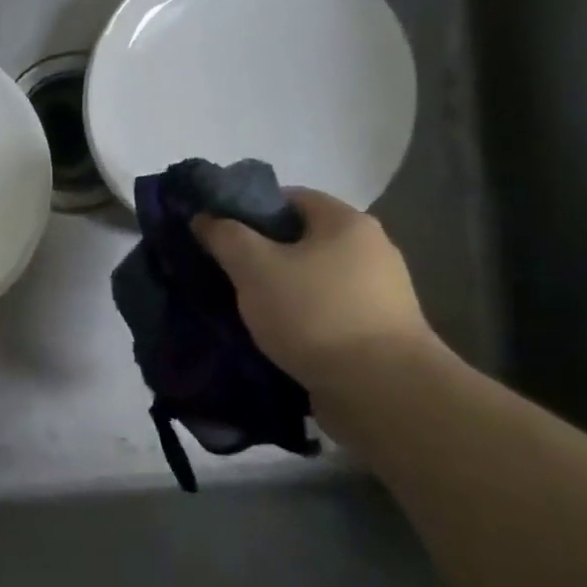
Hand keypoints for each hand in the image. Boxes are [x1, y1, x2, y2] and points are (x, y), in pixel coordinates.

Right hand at [193, 189, 438, 391]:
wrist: (381, 390)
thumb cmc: (314, 314)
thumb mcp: (254, 268)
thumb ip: (226, 237)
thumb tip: (205, 217)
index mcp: (346, 222)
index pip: (290, 197)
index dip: (249, 209)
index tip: (219, 234)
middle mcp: (372, 248)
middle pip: (302, 238)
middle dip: (262, 252)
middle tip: (227, 272)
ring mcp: (381, 291)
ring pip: (313, 276)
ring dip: (281, 287)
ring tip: (246, 307)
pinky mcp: (380, 329)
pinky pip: (328, 308)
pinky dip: (301, 315)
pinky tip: (278, 333)